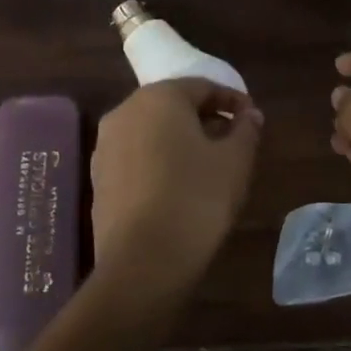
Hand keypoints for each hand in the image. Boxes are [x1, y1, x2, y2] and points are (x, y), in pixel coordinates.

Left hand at [91, 79, 262, 295]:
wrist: (142, 263)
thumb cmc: (196, 199)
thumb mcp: (235, 161)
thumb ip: (245, 129)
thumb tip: (249, 114)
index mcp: (160, 97)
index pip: (203, 87)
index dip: (232, 100)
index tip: (252, 119)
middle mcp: (126, 112)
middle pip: (173, 105)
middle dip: (205, 118)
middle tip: (233, 141)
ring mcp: (105, 146)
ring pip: (152, 131)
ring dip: (181, 140)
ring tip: (208, 166)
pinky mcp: (98, 179)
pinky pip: (136, 157)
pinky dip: (159, 162)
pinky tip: (179, 187)